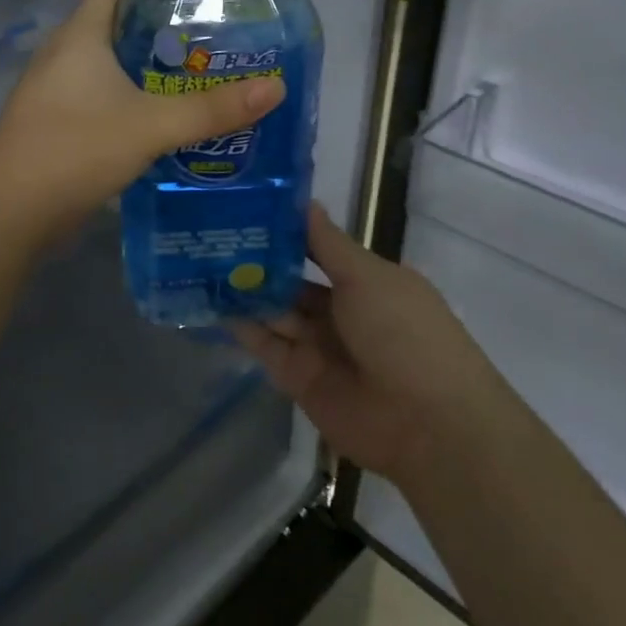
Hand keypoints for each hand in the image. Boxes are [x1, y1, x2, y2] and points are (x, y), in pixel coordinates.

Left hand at [0, 0, 284, 239]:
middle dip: (160, 30)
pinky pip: (100, 100)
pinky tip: (163, 121)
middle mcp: (63, 57)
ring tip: (196, 78)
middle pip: (114, 26)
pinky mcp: (57, 126)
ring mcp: (55, 93)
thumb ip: (212, 109)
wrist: (11, 211)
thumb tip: (275, 87)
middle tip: (210, 40)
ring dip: (146, 70)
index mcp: (79, 37)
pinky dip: (131, 101)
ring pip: (108, 68)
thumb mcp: (152, 125)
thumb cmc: (76, 148)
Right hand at [235, 205, 491, 485]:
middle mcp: (341, 311)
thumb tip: (304, 201)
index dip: (285, 230)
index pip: (317, 249)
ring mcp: (318, 346)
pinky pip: (265, 346)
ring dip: (244, 289)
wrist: (426, 423)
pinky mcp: (298, 378)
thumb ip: (327, 243)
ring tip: (200, 259)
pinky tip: (211, 301)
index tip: (245, 206)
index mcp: (365, 281)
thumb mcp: (367, 276)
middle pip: (291, 280)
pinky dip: (241, 326)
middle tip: (210, 232)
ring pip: (274, 311)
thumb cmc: (403, 332)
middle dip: (257, 260)